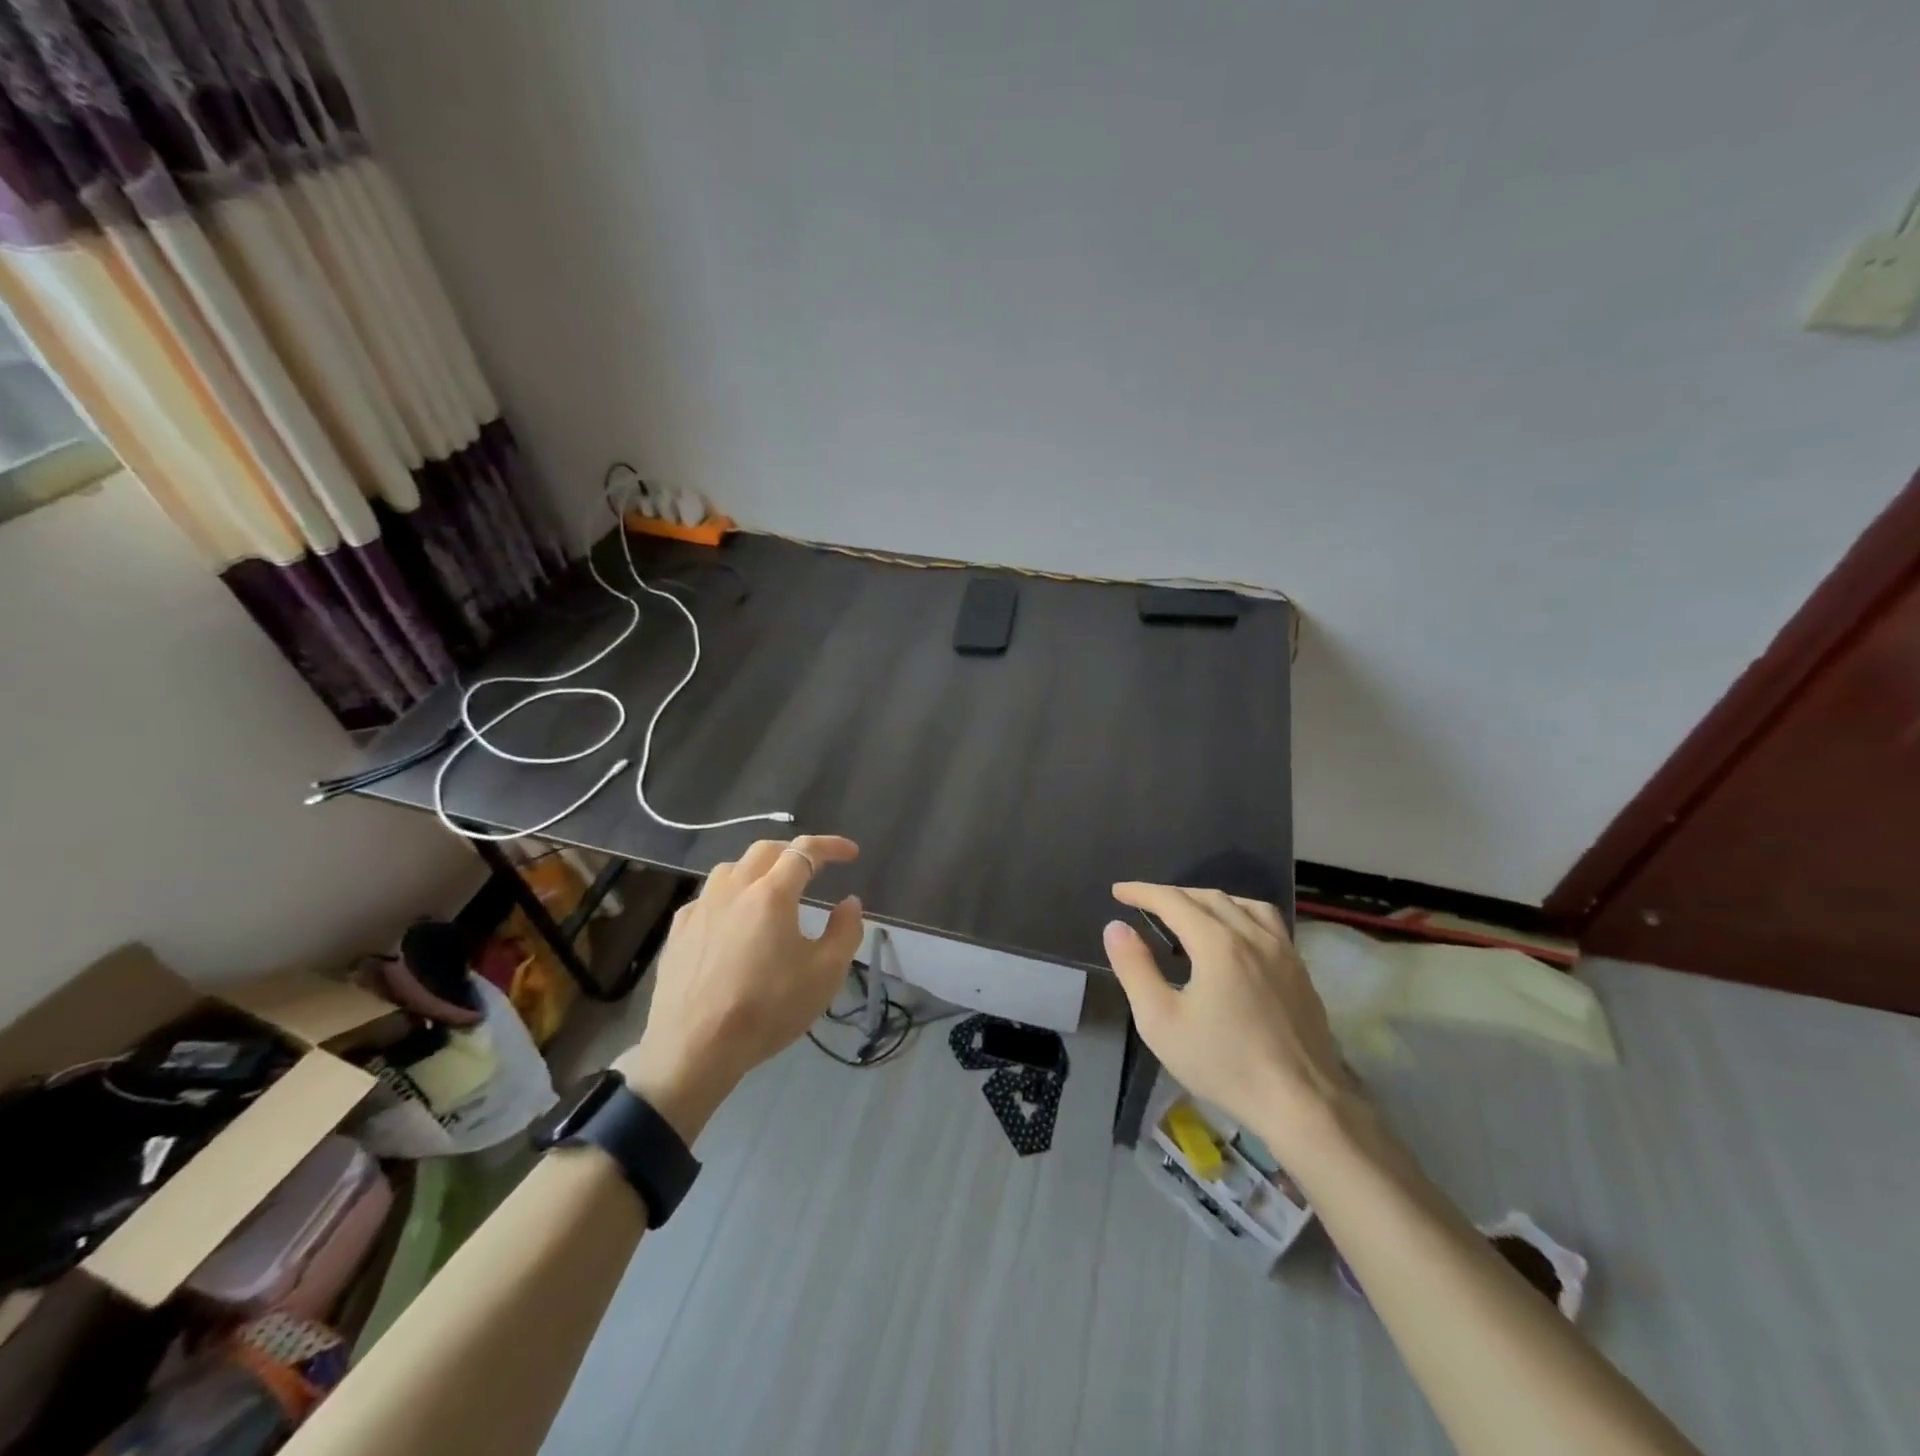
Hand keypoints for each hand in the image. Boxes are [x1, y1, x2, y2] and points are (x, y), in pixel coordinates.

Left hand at [616, 835, 863, 1141]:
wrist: (695, 1048)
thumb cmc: (767, 1009)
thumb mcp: (825, 974)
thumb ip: (845, 931)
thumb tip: (849, 902)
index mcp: (772, 893)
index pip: (806, 851)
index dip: (832, 846)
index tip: (851, 853)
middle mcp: (734, 888)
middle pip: (766, 850)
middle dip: (794, 851)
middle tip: (814, 867)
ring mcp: (701, 907)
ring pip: (732, 868)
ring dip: (759, 869)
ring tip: (772, 889)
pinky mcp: (679, 930)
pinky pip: (709, 896)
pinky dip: (730, 895)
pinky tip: (733, 920)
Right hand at [1103, 883, 1359, 1165]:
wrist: (1302, 1104)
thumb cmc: (1224, 1064)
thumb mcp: (1160, 1021)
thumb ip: (1135, 968)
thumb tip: (1116, 927)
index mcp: (1217, 943)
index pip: (1173, 900)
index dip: (1142, 892)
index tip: (1118, 891)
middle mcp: (1252, 935)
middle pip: (1208, 897)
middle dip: (1173, 895)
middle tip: (1145, 904)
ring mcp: (1283, 951)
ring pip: (1243, 904)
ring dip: (1209, 900)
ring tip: (1190, 913)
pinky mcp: (1300, 971)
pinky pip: (1267, 922)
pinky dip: (1241, 914)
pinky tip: (1235, 938)